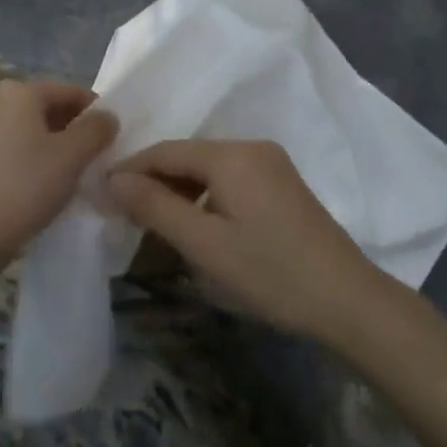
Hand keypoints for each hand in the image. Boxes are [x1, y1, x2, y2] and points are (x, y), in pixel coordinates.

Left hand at [0, 79, 116, 273]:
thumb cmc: (25, 187)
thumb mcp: (72, 157)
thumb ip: (96, 129)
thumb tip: (107, 116)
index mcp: (17, 91)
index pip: (68, 90)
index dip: (95, 109)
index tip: (112, 134)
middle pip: (44, 105)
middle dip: (72, 125)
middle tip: (94, 152)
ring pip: (25, 126)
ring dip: (50, 141)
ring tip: (71, 168)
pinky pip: (7, 144)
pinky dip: (28, 153)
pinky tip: (40, 179)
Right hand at [105, 140, 390, 342]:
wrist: (347, 299)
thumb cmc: (269, 272)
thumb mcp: (204, 244)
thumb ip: (154, 207)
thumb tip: (112, 179)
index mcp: (231, 155)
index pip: (165, 151)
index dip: (129, 169)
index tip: (99, 193)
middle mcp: (252, 147)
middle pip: (187, 156)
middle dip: (153, 179)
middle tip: (121, 211)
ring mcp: (271, 163)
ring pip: (208, 167)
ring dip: (178, 189)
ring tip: (151, 219)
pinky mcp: (282, 183)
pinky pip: (229, 178)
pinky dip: (204, 194)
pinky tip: (193, 220)